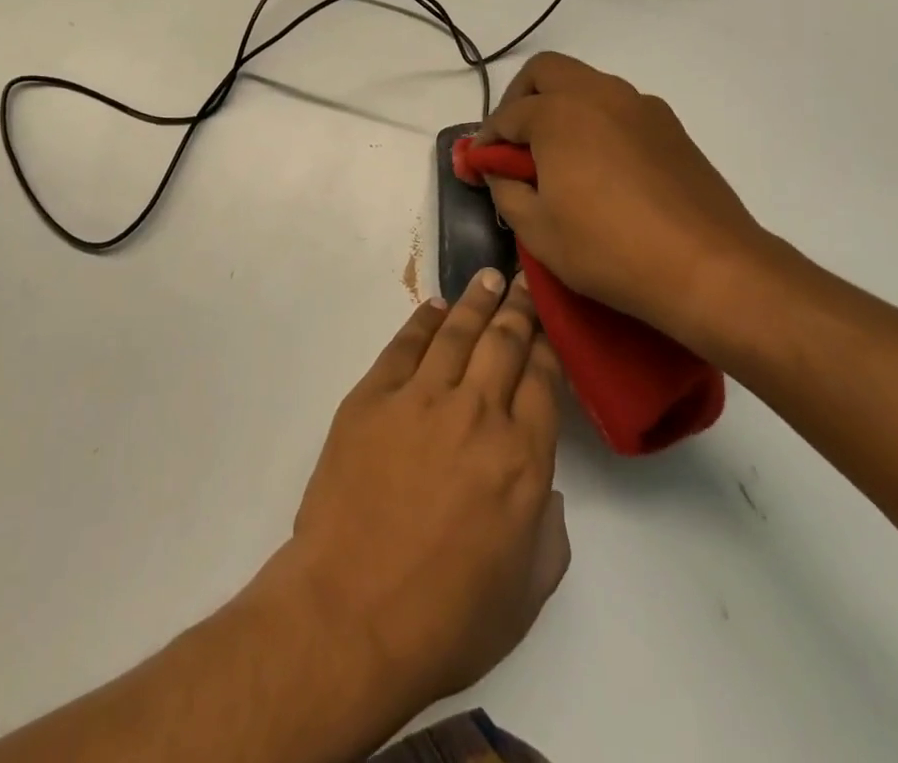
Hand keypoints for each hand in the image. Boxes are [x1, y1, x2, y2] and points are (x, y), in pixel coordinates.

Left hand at [272, 272, 568, 728]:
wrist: (349, 615)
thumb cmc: (445, 620)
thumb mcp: (525, 594)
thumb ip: (548, 533)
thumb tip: (542, 485)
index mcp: (522, 460)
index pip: (542, 380)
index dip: (547, 346)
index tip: (548, 326)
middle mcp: (476, 414)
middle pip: (504, 343)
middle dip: (517, 308)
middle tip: (521, 282)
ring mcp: (420, 399)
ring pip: (457, 332)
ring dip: (476, 301)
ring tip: (487, 277)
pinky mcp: (372, 397)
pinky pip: (404, 345)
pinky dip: (423, 321)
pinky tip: (436, 308)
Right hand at [476, 51, 780, 346]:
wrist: (711, 269)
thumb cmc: (609, 249)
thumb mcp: (537, 230)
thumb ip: (506, 190)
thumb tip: (498, 172)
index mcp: (559, 114)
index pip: (506, 116)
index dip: (485, 142)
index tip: (477, 166)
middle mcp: (599, 94)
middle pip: (546, 72)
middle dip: (520, 99)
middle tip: (514, 142)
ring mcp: (640, 107)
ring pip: (586, 85)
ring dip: (561, 107)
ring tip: (557, 157)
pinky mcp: (671, 127)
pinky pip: (619, 108)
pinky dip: (596, 122)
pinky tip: (600, 167)